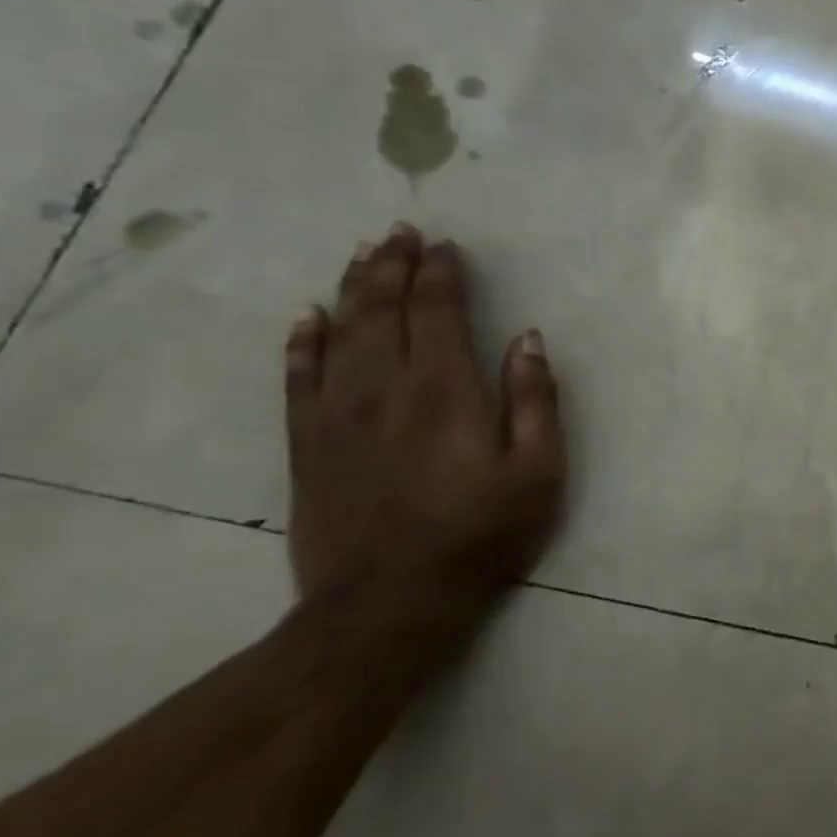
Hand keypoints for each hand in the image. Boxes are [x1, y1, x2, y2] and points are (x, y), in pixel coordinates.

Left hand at [283, 224, 565, 644]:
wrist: (389, 603)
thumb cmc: (482, 534)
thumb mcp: (539, 471)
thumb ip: (535, 399)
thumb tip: (528, 339)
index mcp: (446, 390)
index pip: (437, 311)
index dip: (442, 274)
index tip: (447, 246)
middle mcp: (384, 388)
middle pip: (382, 310)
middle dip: (393, 266)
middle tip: (401, 232)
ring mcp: (336, 415)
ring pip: (339, 333)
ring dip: (352, 288)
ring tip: (363, 254)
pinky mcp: (307, 445)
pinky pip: (297, 378)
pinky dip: (301, 342)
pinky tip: (306, 317)